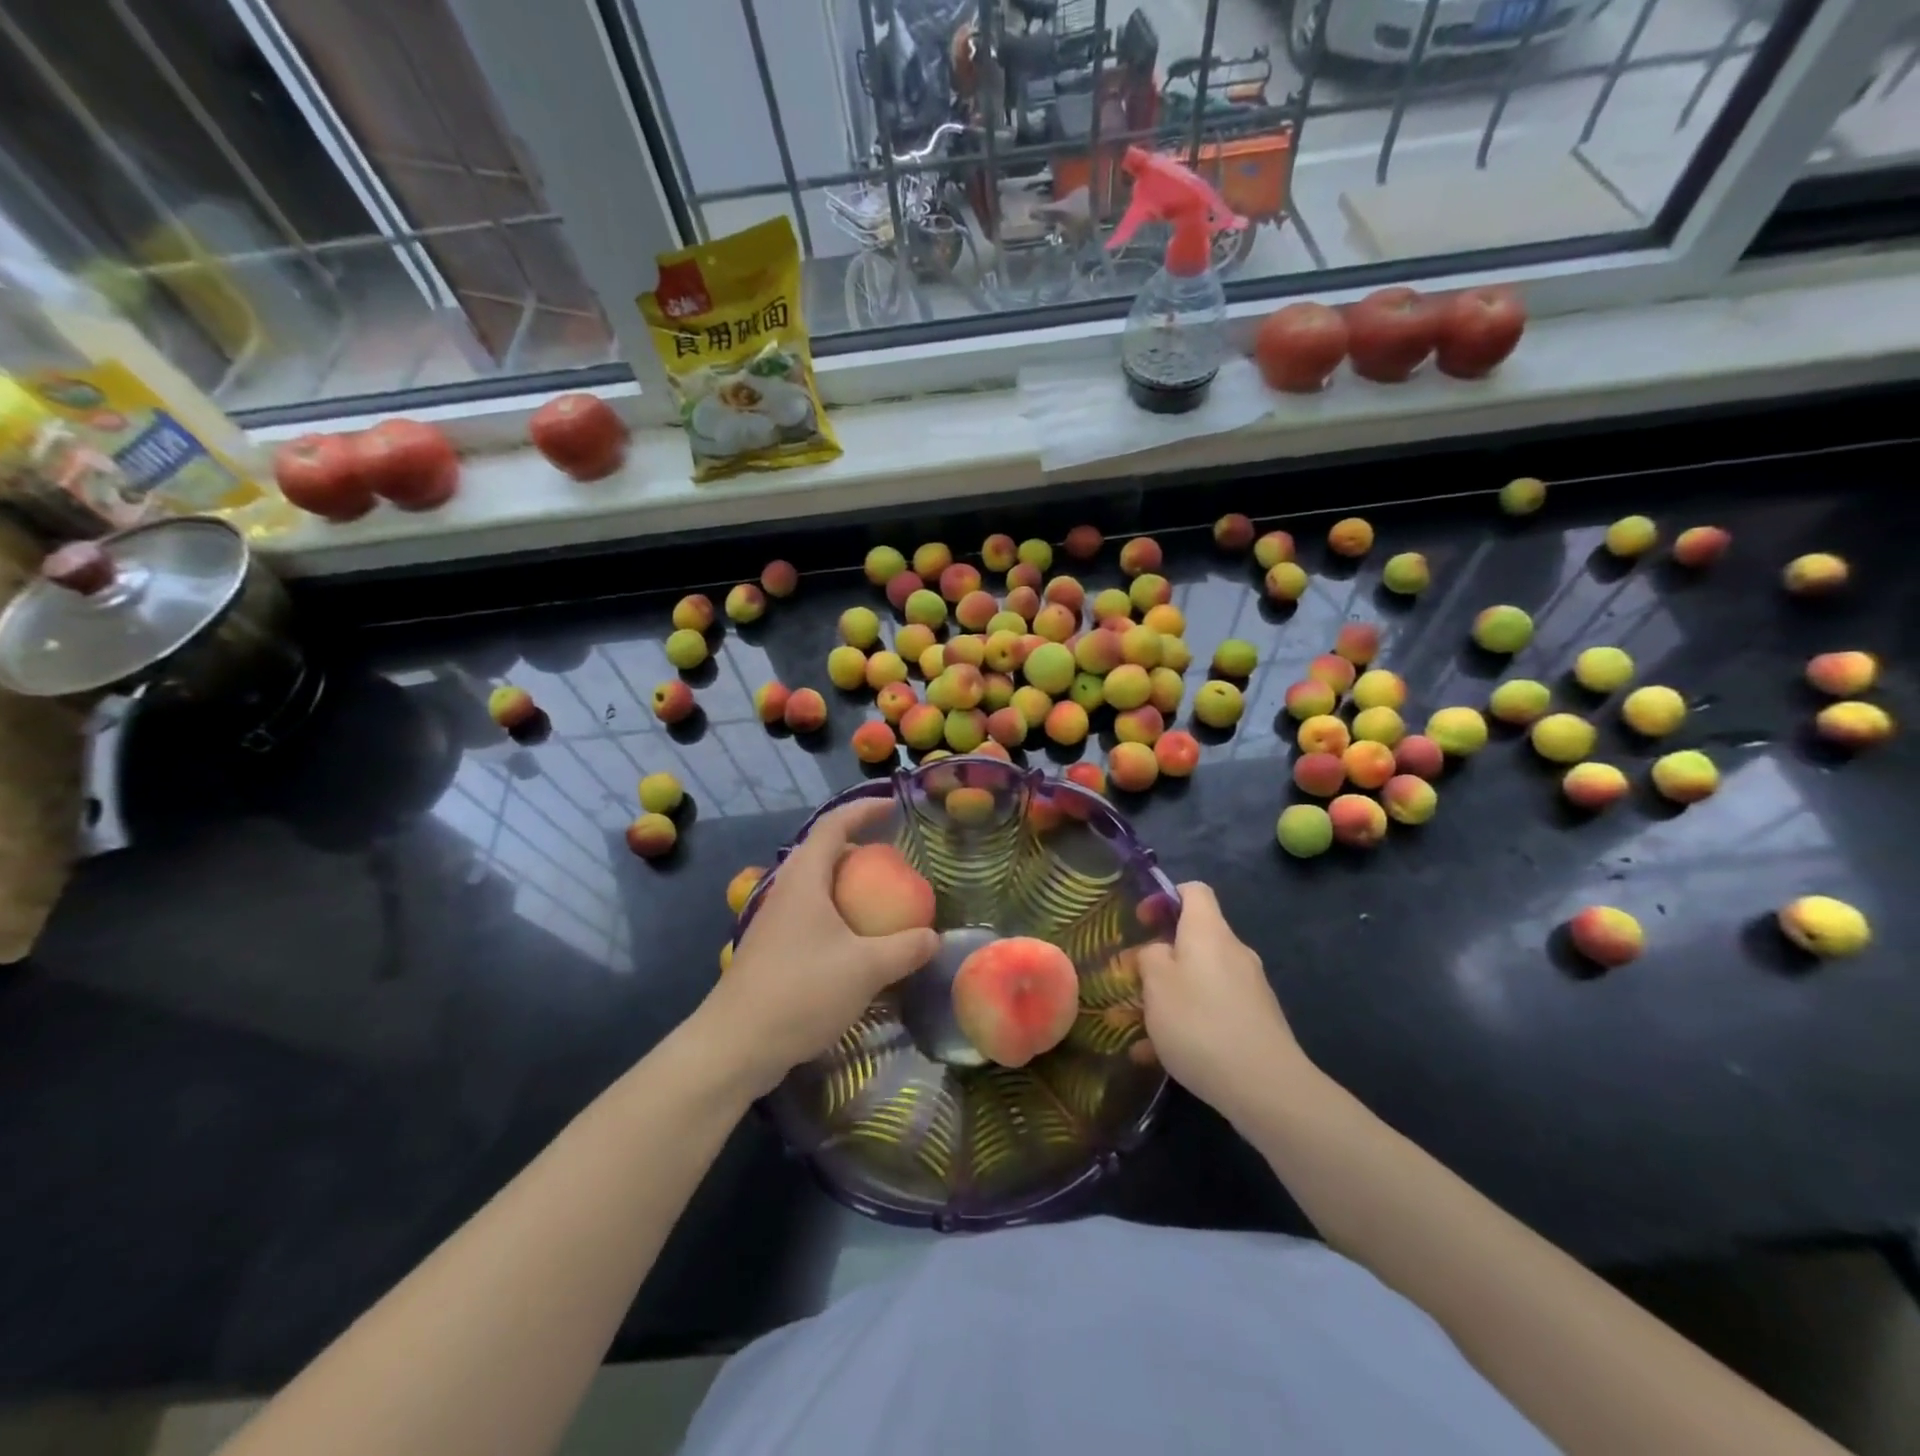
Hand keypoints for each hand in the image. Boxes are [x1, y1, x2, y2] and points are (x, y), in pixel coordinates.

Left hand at [700, 801, 938, 1096]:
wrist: (735, 1045)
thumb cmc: (801, 992)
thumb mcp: (866, 969)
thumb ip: (906, 949)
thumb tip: (934, 937)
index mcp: (805, 880)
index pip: (834, 825)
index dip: (863, 809)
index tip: (893, 806)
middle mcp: (785, 891)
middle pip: (822, 852)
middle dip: (857, 848)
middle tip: (891, 861)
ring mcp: (774, 921)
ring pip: (814, 886)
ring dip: (846, 884)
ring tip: (877, 900)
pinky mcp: (771, 949)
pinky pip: (809, 914)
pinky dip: (836, 914)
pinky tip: (853, 944)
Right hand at [1136, 882, 1310, 1123]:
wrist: (1266, 1087)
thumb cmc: (1200, 1023)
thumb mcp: (1156, 984)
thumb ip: (1148, 957)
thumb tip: (1154, 951)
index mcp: (1209, 931)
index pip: (1193, 891)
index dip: (1164, 898)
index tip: (1140, 922)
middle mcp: (1233, 951)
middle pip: (1193, 939)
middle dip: (1159, 958)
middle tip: (1130, 982)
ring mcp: (1248, 988)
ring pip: (1199, 980)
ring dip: (1168, 997)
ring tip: (1135, 1027)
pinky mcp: (1255, 1022)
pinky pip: (1212, 1010)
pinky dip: (1186, 1024)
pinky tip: (1157, 1056)